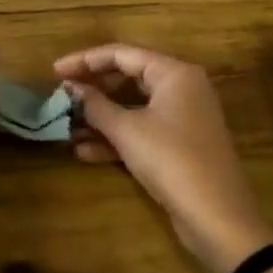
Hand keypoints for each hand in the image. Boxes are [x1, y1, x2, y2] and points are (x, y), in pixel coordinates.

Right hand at [55, 43, 272, 272]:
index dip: (84, 60)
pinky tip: (84, 152)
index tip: (55, 72)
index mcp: (174, 73)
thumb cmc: (171, 160)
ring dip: (100, 117)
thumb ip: (95, 104)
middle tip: (61, 97)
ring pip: (132, 107)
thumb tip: (70, 87)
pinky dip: (115, 137)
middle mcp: (181, 88)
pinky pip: (141, 130)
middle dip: (92, 90)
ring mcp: (182, 118)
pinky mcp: (179, 145)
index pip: (121, 54)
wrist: (217, 218)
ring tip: (66, 126)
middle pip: (127, 78)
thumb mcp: (126, 130)